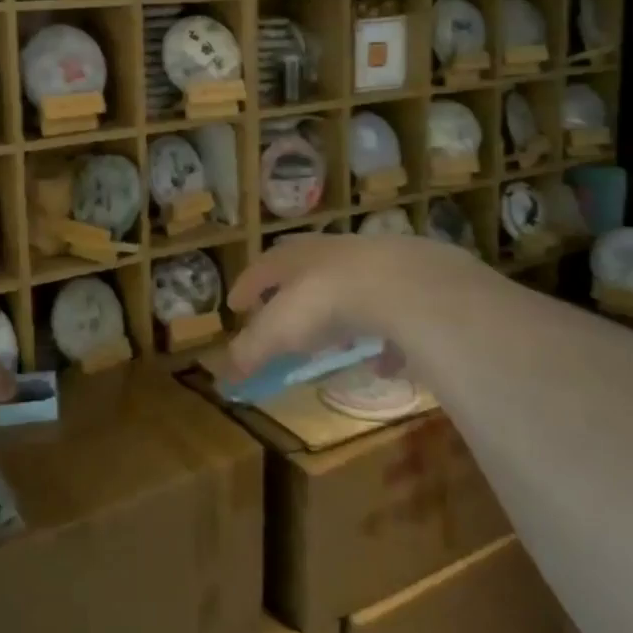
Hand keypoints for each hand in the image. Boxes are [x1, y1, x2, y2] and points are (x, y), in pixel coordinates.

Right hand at [224, 233, 487, 379]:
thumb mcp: (277, 331)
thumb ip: (250, 353)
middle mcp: (329, 254)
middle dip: (291, 292)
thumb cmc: (325, 303)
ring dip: (338, 314)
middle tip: (282, 315)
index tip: (234, 305)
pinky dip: (383, 339)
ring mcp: (372, 265)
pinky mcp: (409, 284)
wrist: (401, 284)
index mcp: (293, 259)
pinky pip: (390, 313)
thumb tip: (222, 379)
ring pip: (348, 288)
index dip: (246, 287)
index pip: (260, 268)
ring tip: (335, 343)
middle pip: (304, 268)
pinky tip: (384, 363)